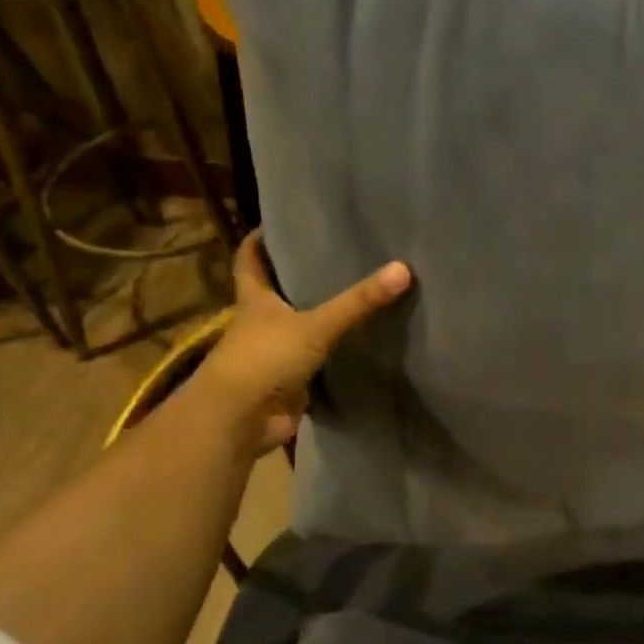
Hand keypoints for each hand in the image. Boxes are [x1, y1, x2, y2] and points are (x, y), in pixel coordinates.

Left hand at [193, 232, 412, 454]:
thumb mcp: (315, 325)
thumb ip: (358, 301)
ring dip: (318, 314)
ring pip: (298, 325)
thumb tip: (404, 268)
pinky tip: (358, 340)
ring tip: (354, 291)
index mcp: (255, 300)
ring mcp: (274, 353)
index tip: (280, 222)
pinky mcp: (290, 381)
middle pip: (276, 291)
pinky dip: (332, 351)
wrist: (239, 421)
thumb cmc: (264, 359)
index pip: (250, 260)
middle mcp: (261, 322)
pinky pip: (315, 359)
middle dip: (298, 274)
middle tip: (335, 253)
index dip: (260, 240)